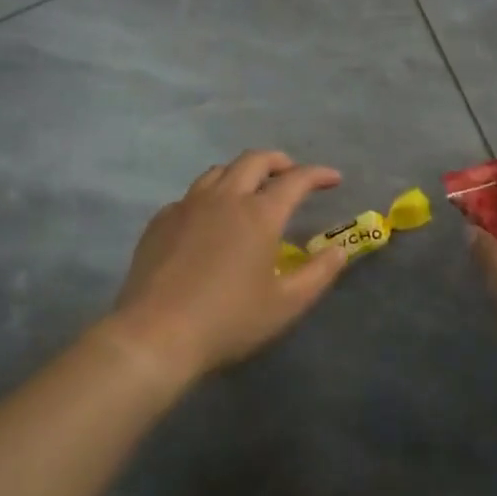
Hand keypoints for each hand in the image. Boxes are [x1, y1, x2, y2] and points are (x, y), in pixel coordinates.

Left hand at [108, 150, 347, 383]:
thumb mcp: (286, 304)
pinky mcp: (161, 220)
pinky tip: (210, 220)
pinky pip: (191, 195)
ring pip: (219, 171)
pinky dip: (211, 196)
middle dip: (279, 162)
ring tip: (251, 190)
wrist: (156, 334)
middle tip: (291, 175)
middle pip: (254, 160)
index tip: (333, 178)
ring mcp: (188, 205)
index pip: (295, 180)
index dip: (318, 174)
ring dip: (242, 173)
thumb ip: (319, 273)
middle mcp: (224, 198)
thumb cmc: (229, 320)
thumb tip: (340, 249)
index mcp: (259, 214)